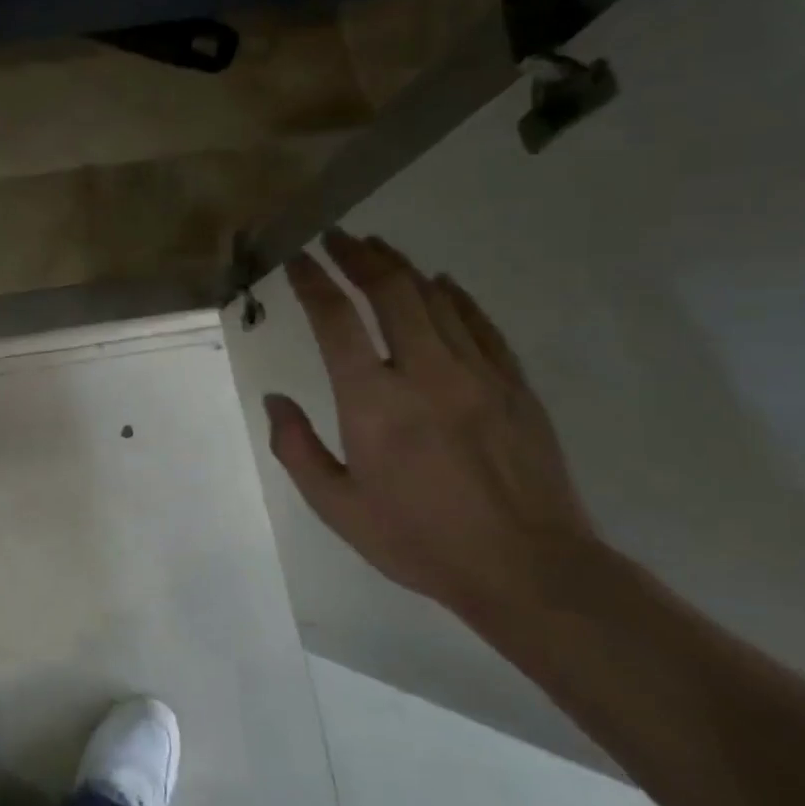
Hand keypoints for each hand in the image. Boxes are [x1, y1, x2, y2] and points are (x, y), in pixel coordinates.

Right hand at [264, 231, 597, 618]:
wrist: (528, 569)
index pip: (335, 320)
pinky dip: (455, 296)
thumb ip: (297, 448)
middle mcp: (424, 373)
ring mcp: (477, 374)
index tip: (297, 259)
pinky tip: (441, 282)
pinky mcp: (514, 385)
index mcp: (373, 402)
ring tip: (376, 248)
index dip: (313, 282)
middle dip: (358, 257)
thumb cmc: (419, 540)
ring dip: (401, 267)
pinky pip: (480, 324)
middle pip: (390, 292)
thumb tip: (276, 399)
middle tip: (336, 237)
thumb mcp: (337, 508)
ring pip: (435, 299)